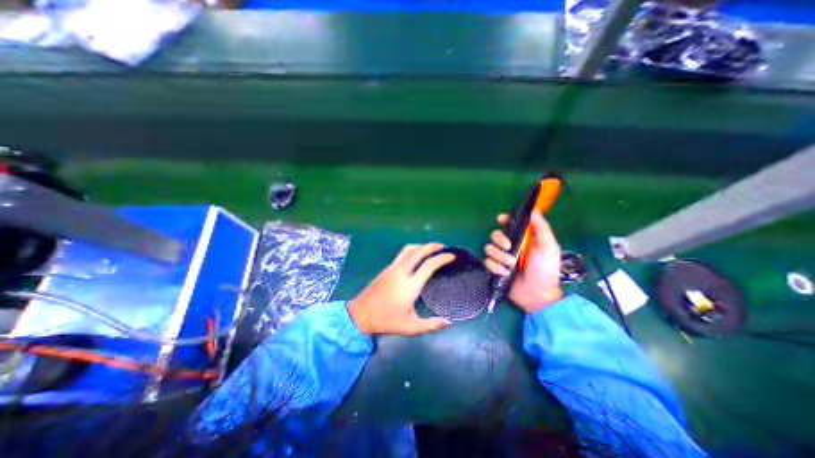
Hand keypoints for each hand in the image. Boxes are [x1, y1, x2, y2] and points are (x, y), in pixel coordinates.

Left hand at [345, 241, 454, 333]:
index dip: (442, 258)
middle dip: (432, 246)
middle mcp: (402, 272)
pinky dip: (413, 250)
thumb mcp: (411, 326)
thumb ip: (431, 324)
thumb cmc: (387, 320)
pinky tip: (416, 256)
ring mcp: (393, 268)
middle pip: (419, 251)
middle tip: (443, 247)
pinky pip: (402, 253)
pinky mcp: (387, 268)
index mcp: (410, 285)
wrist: (361, 313)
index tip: (452, 256)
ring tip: (430, 248)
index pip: (429, 265)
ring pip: (408, 249)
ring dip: (421, 246)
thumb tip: (449, 321)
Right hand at [479, 209, 565, 310]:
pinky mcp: (495, 269)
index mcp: (523, 239)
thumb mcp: (548, 247)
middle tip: (508, 247)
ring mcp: (501, 258)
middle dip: (499, 239)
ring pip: (489, 248)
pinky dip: (495, 267)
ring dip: (499, 256)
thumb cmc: (545, 270)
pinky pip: (487, 262)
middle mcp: (510, 246)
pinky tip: (504, 273)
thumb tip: (534, 210)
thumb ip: (541, 228)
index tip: (501, 219)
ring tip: (510, 265)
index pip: (509, 225)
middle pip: (494, 235)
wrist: (537, 295)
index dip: (504, 220)